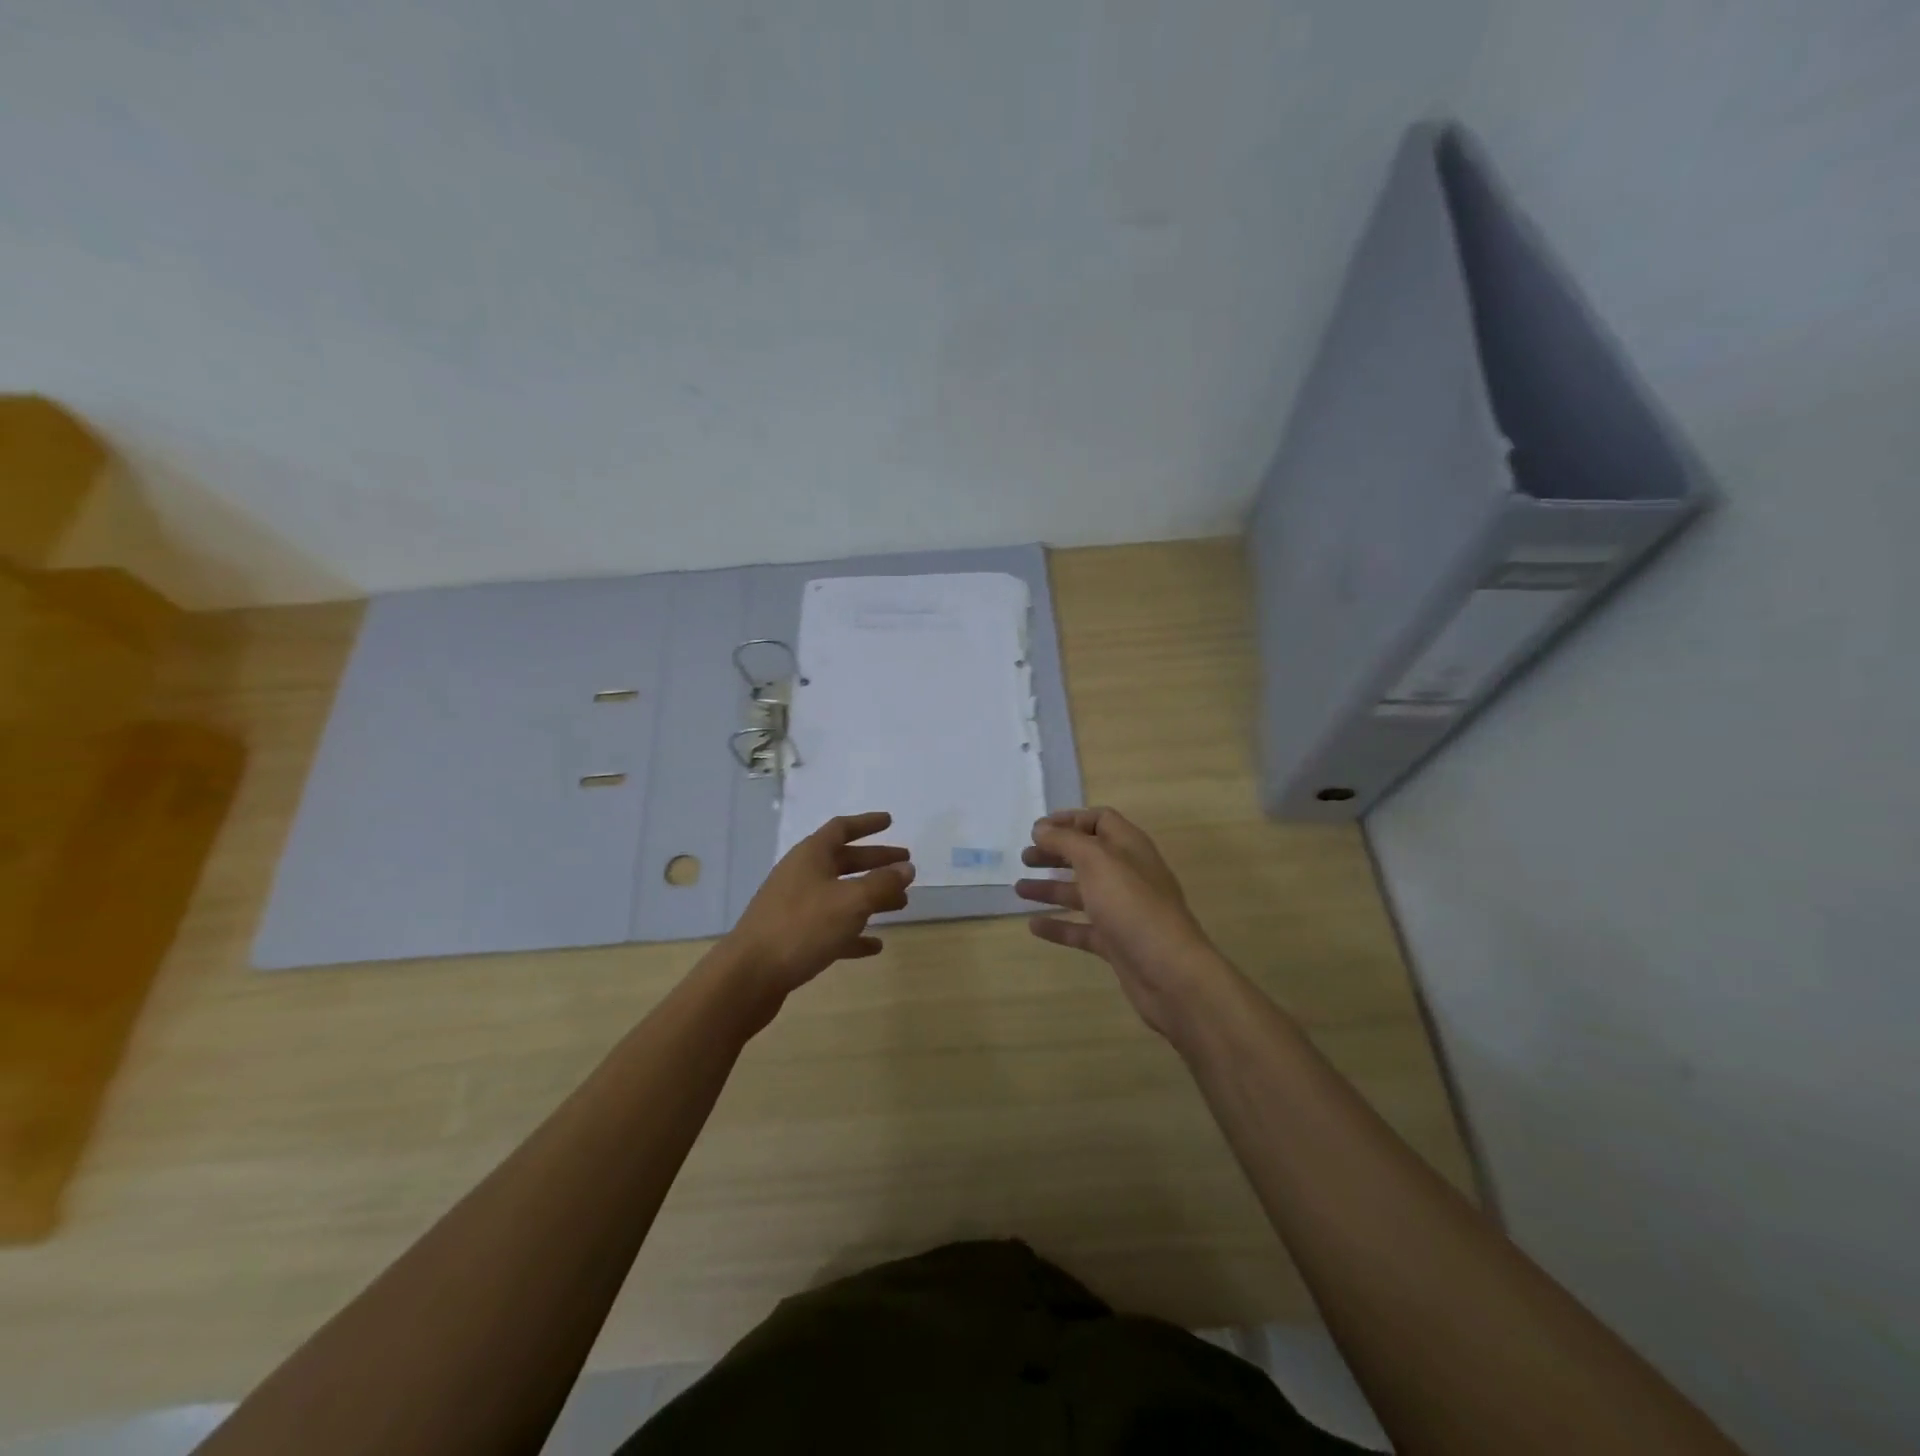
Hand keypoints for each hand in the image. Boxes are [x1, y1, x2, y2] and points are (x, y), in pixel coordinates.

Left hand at [721, 812, 914, 1012]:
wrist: (748, 976)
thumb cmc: (802, 927)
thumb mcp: (851, 902)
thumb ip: (882, 884)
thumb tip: (907, 868)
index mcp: (810, 856)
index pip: (842, 828)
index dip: (867, 823)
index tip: (890, 821)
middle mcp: (801, 875)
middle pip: (844, 861)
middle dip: (876, 862)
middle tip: (906, 867)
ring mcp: (795, 907)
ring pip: (840, 895)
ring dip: (870, 897)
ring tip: (901, 904)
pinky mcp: (793, 938)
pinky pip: (830, 928)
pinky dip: (854, 932)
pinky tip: (875, 945)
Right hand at [1016, 808, 1227, 1040]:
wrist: (1170, 972)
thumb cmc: (1132, 905)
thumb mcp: (1096, 861)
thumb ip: (1066, 840)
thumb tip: (1042, 828)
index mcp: (1129, 847)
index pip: (1100, 821)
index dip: (1069, 820)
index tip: (1038, 829)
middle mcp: (1127, 874)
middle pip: (1087, 856)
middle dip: (1055, 853)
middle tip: (1025, 857)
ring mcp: (1122, 910)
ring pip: (1081, 893)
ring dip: (1050, 888)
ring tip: (1019, 889)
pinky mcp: (1116, 942)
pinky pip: (1082, 928)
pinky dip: (1058, 925)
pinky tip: (1033, 926)